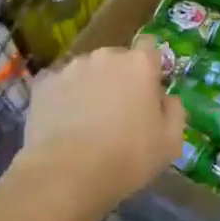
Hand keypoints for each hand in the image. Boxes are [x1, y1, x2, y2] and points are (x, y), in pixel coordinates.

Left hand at [22, 44, 184, 216]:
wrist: (66, 174)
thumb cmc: (127, 158)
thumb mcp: (170, 143)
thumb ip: (175, 112)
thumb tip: (167, 98)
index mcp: (139, 64)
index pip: (150, 46)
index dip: (150, 66)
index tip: (148, 90)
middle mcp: (105, 56)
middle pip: (117, 59)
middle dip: (119, 78)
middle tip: (118, 112)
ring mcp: (71, 67)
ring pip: (87, 71)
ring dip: (91, 86)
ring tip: (86, 120)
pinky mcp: (43, 83)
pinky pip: (59, 85)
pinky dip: (63, 97)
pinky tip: (63, 123)